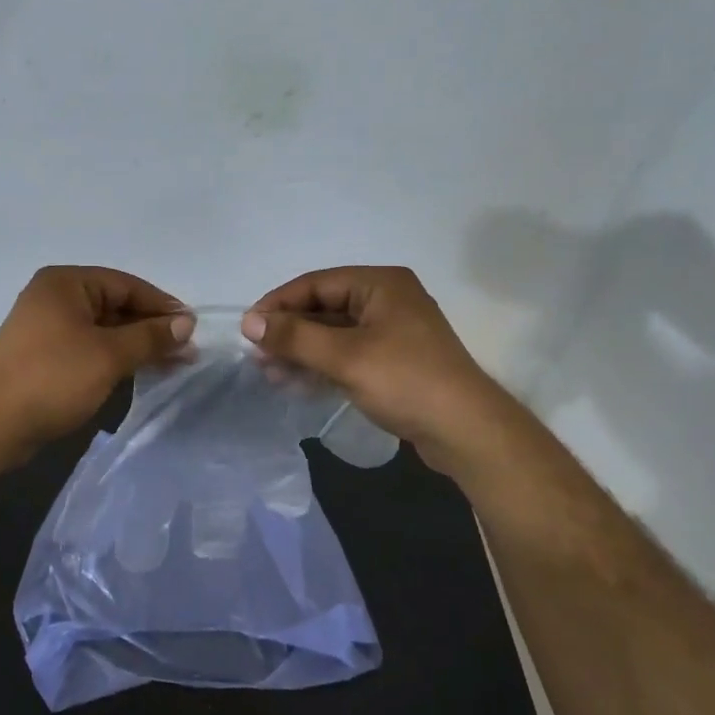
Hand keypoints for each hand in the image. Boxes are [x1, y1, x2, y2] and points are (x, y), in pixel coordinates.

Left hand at [0, 267, 194, 461]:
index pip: (126, 284)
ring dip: (136, 345)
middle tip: (187, 350)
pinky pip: (89, 348)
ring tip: (173, 363)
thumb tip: (186, 323)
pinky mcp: (44, 357)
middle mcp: (55, 298)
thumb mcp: (108, 355)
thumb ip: (149, 336)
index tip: (192, 327)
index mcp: (66, 283)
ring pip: (103, 330)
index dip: (161, 305)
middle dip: (151, 328)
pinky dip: (114, 358)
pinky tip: (139, 372)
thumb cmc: (51, 378)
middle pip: (115, 305)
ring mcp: (47, 328)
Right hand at [242, 267, 506, 471]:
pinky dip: (322, 365)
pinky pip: (348, 353)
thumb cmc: (406, 381)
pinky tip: (297, 382)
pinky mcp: (394, 360)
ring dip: (302, 351)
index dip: (278, 304)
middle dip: (289, 331)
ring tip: (271, 373)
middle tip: (257, 355)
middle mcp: (387, 299)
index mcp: (380, 283)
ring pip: (334, 333)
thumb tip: (249, 321)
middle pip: (324, 308)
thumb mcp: (345, 356)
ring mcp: (392, 331)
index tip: (248, 328)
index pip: (316, 283)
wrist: (466, 431)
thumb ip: (295, 336)